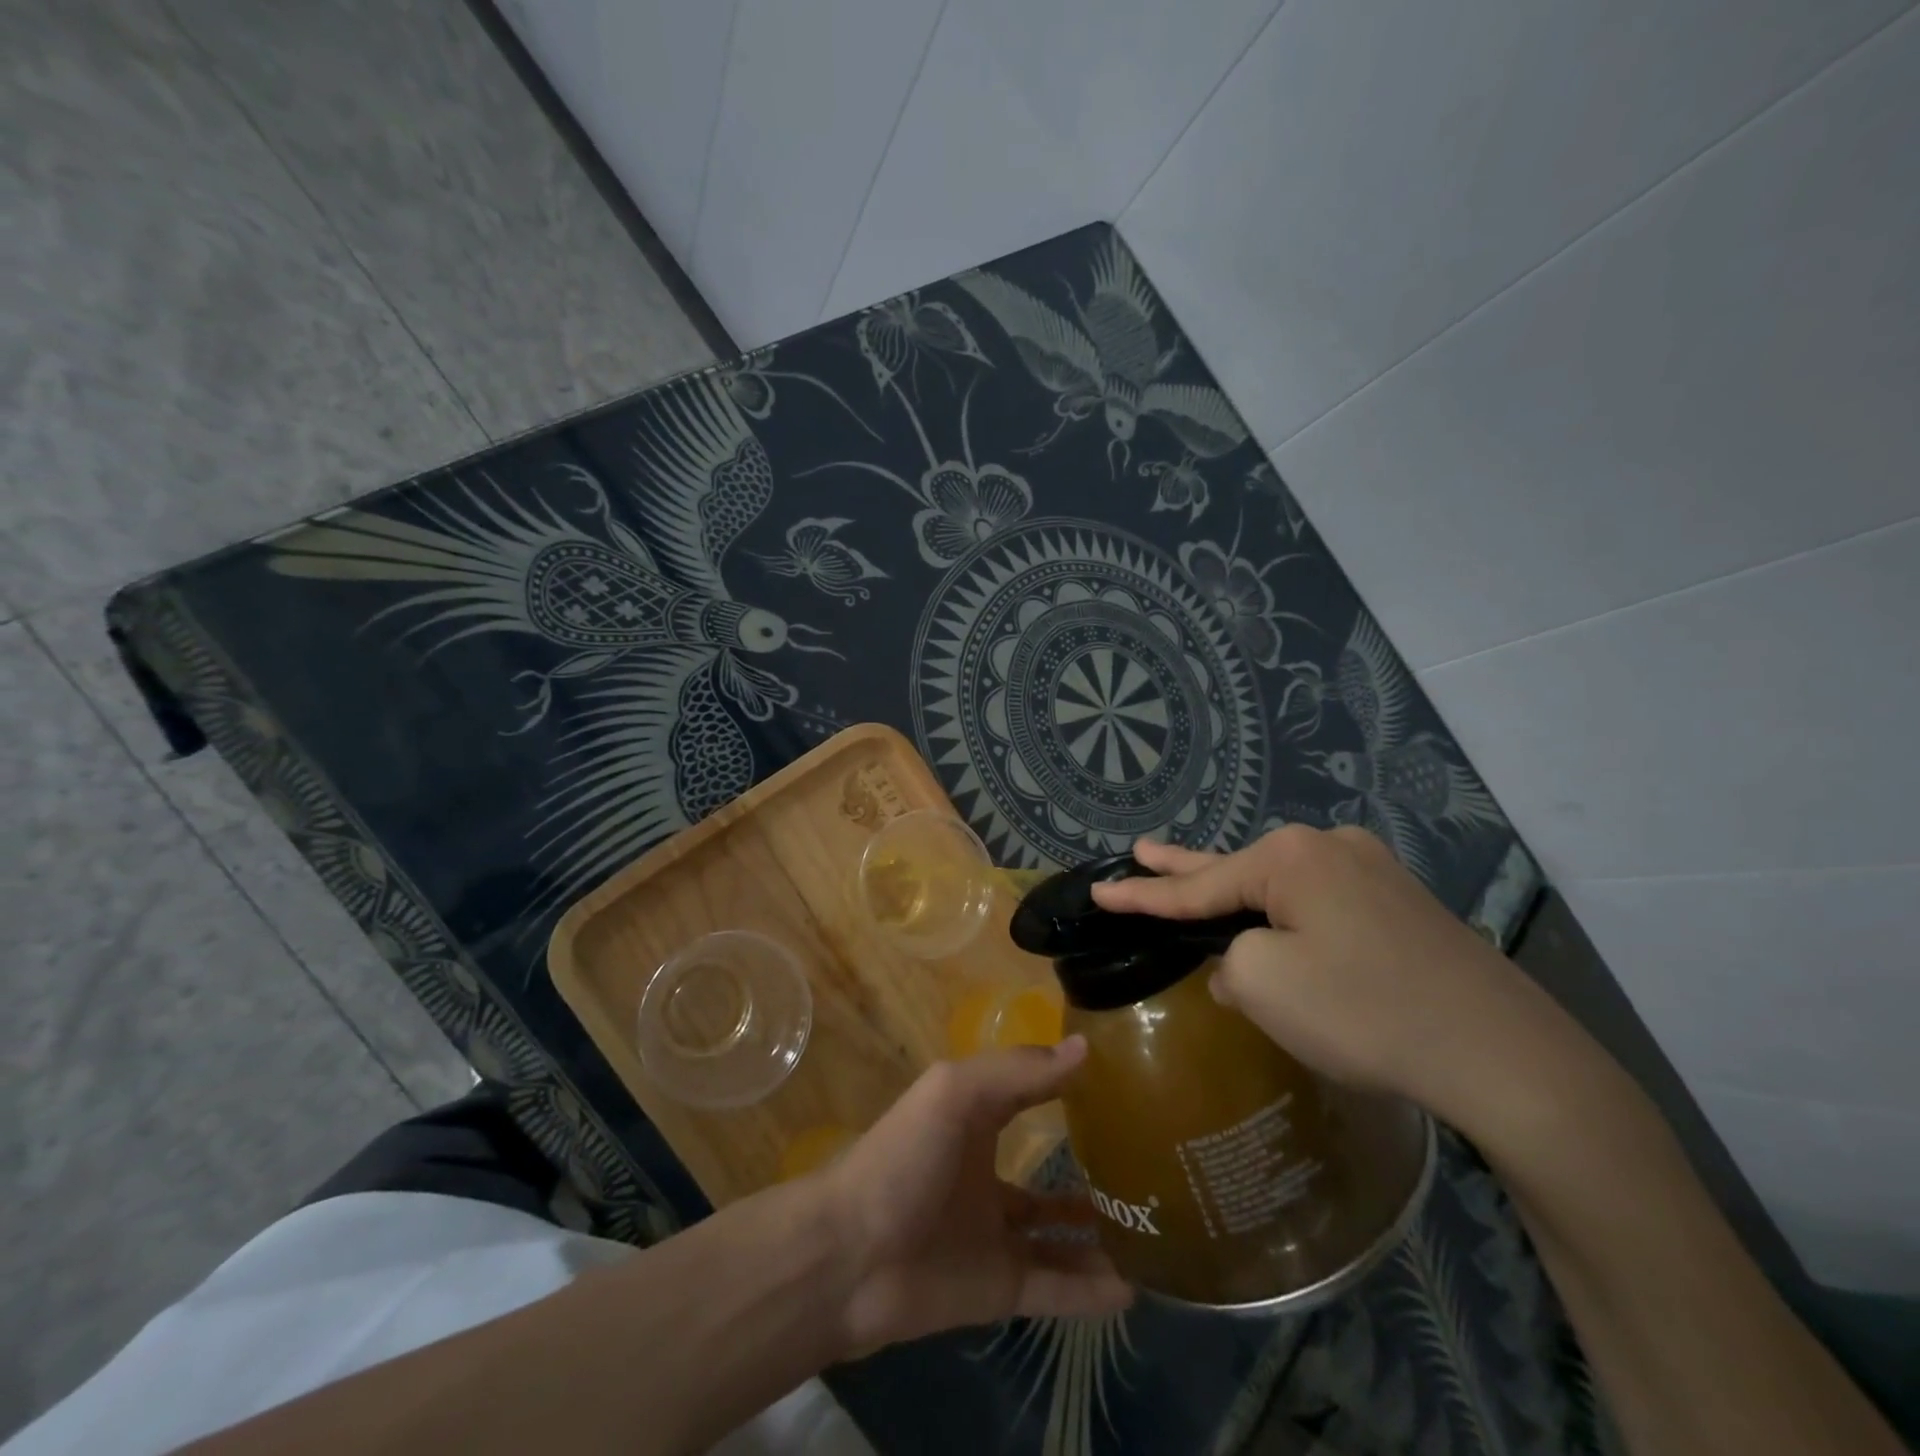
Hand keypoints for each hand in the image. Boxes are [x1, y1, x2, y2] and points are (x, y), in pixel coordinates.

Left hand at [823, 1039, 1133, 1351]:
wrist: (850, 1257)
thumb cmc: (904, 1158)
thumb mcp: (956, 1093)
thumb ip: (1018, 1071)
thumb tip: (1084, 1049)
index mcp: (974, 1121)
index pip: (1028, 1096)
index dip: (1064, 1085)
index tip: (1117, 1080)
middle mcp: (987, 1175)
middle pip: (1046, 1174)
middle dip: (1089, 1171)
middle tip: (1148, 1169)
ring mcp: (993, 1235)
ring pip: (1057, 1236)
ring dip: (1097, 1235)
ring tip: (1153, 1230)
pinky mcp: (997, 1288)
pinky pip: (1055, 1289)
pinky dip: (1090, 1292)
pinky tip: (1133, 1291)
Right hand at [1091, 827, 1579, 1136]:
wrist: (1505, 1056)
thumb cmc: (1366, 1011)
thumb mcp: (1265, 986)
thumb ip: (1231, 964)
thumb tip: (1246, 966)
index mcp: (1290, 858)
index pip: (1197, 884)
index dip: (1142, 894)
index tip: (1100, 891)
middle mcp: (1330, 848)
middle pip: (1236, 867)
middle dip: (1184, 867)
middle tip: (1140, 851)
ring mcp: (1372, 872)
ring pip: (1281, 885)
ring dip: (1237, 895)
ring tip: (1193, 881)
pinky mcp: (1400, 905)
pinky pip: (1320, 903)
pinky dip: (1285, 915)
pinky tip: (1275, 927)